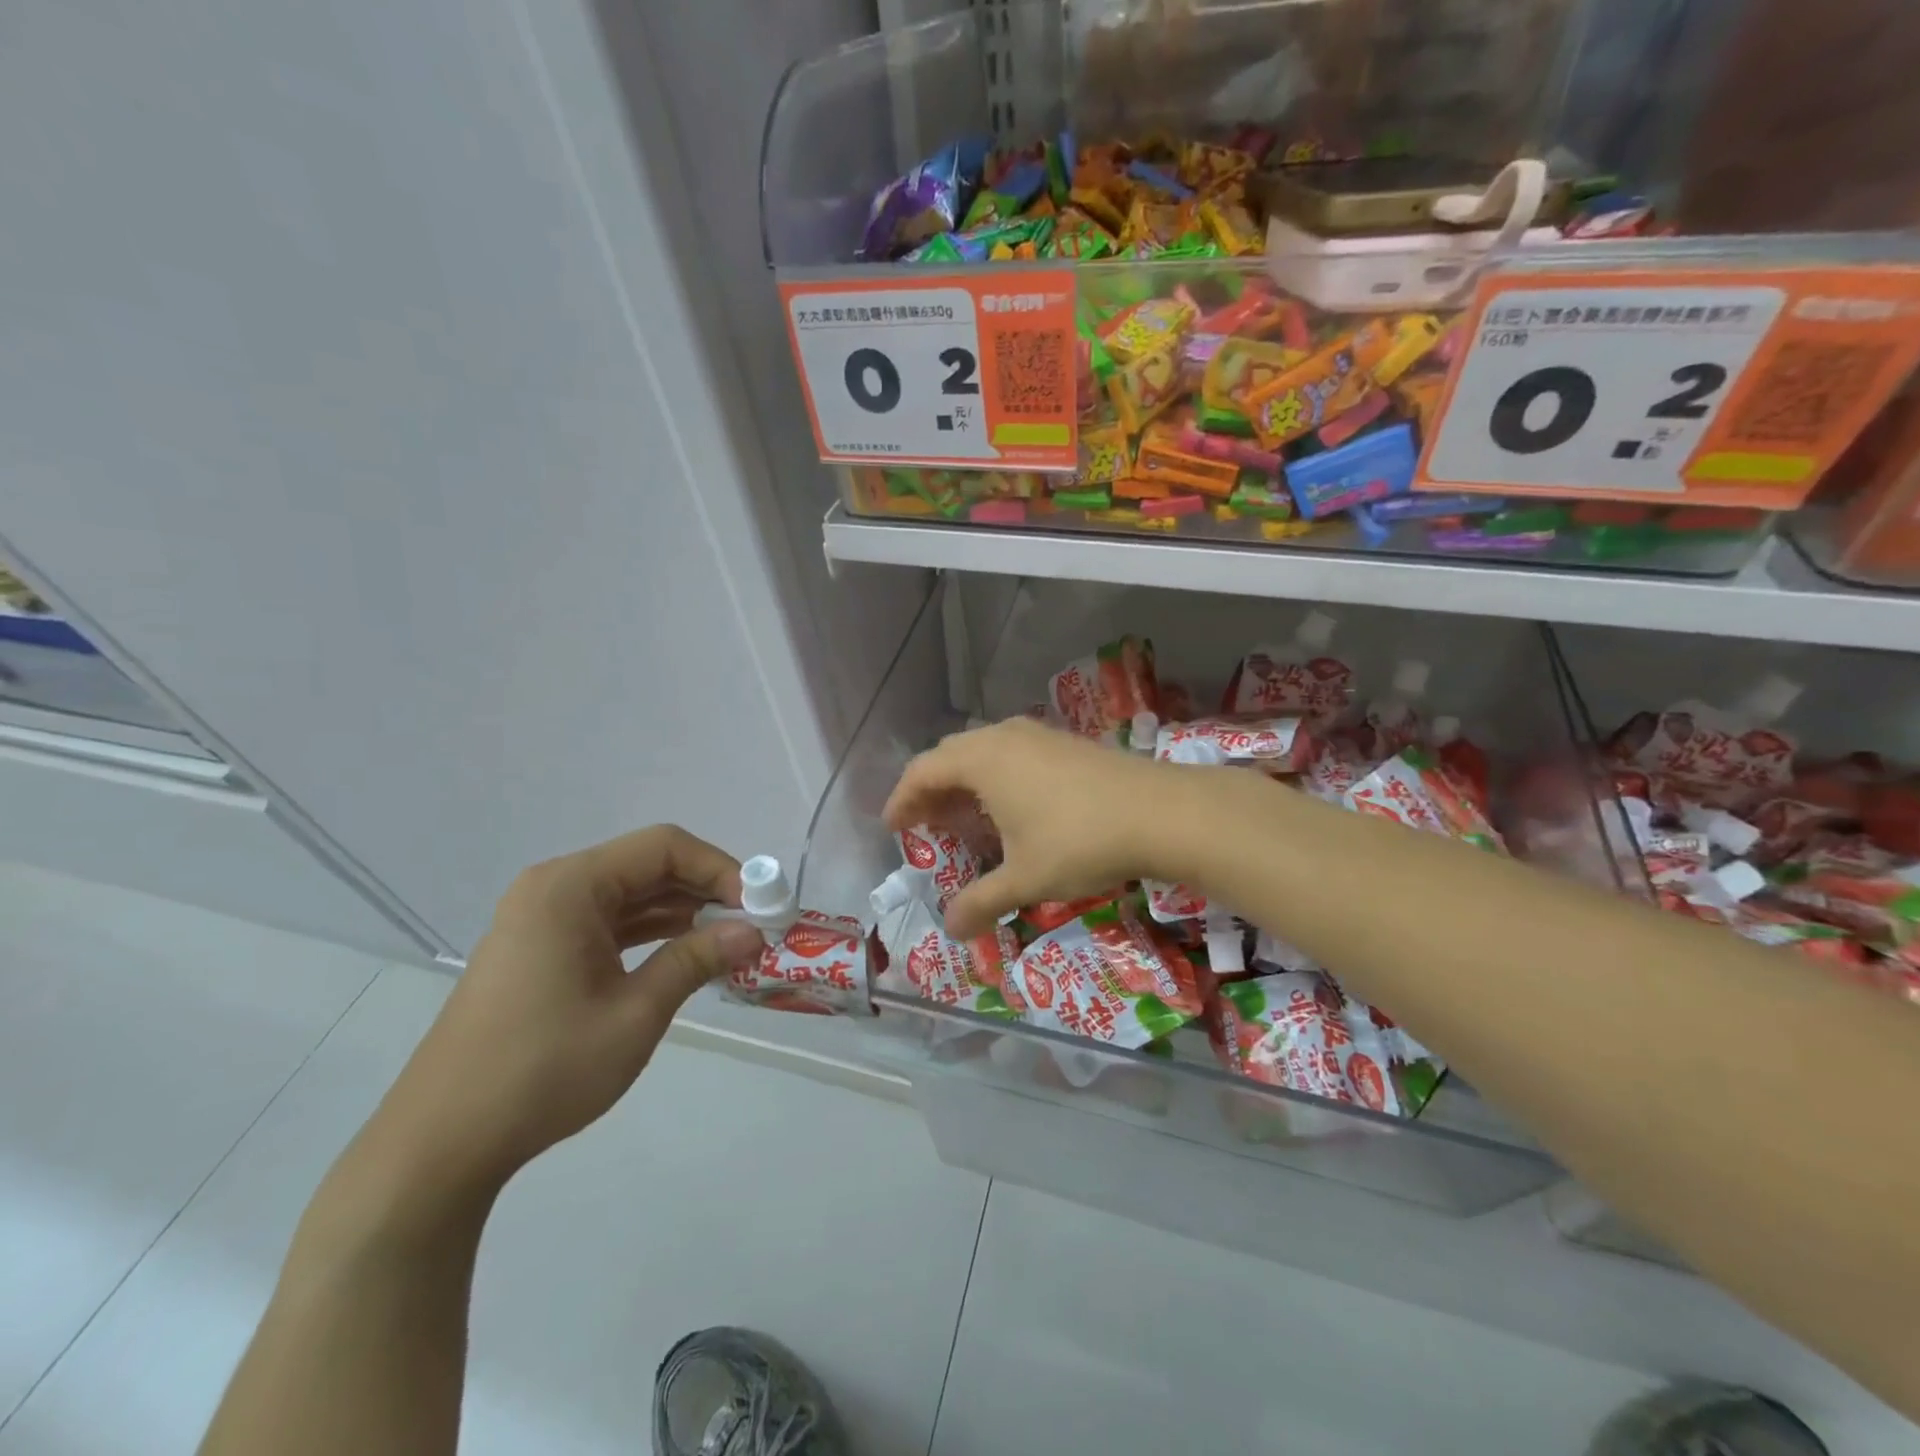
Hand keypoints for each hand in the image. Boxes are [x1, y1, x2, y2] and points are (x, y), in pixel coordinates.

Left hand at [364, 826, 765, 1205]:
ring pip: (629, 894)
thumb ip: (697, 960)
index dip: (719, 868)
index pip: (663, 847)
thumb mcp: (635, 1013)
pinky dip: (649, 932)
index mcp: (570, 886)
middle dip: (704, 889)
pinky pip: (607, 922)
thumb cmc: (543, 1069)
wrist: (441, 1142)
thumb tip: (754, 932)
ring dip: (680, 912)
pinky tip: (684, 954)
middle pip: (646, 865)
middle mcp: (554, 888)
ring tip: (728, 940)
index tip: (758, 905)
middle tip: (751, 924)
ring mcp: (542, 919)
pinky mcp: (539, 950)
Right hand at [885, 718, 1182, 937]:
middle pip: (950, 755)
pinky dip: (996, 777)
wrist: (1162, 812)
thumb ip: (981, 903)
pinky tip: (1013, 809)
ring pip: (984, 751)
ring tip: (966, 819)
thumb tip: (951, 930)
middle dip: (931, 789)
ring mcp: (1038, 735)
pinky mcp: (1065, 742)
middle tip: (926, 824)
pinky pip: (1012, 753)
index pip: (922, 771)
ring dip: (965, 782)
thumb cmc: (1080, 841)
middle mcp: (1004, 737)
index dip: (902, 799)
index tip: (893, 826)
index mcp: (982, 760)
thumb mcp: (1024, 879)